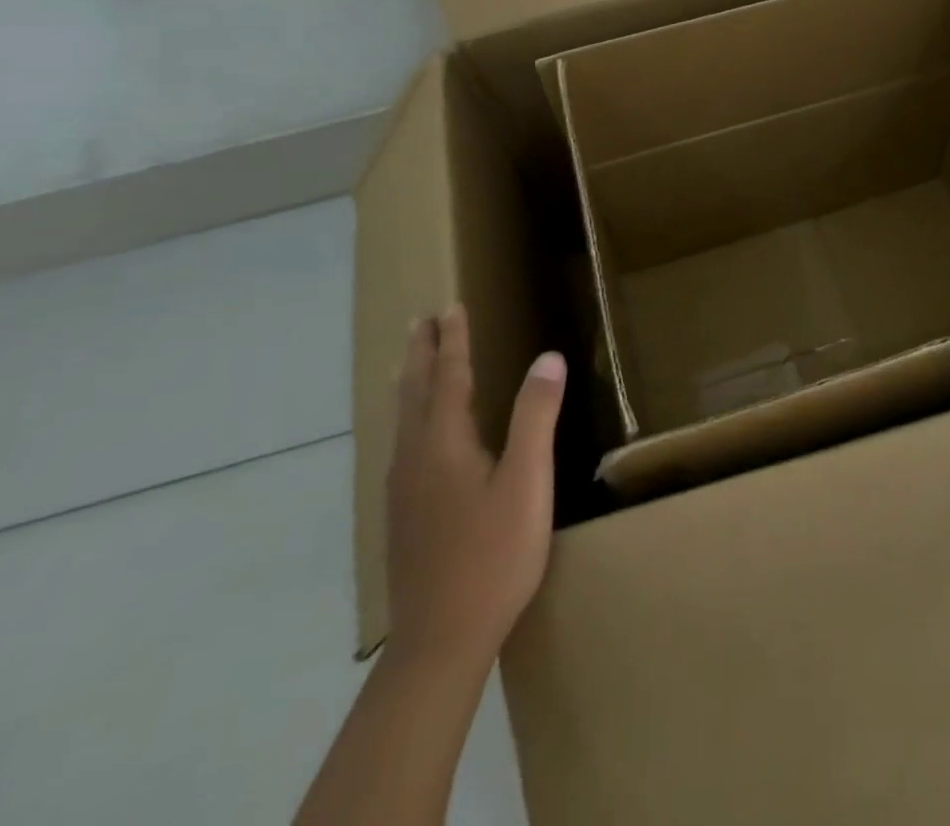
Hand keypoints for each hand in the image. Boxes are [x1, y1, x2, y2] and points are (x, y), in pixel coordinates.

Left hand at [386, 306, 566, 667]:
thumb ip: (535, 417)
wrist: (439, 643)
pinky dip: (408, 415)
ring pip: (403, 420)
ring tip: (411, 363)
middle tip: (420, 321)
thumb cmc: (493, 556)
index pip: (450, 377)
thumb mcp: (527, 482)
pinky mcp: (402, 516)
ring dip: (410, 382)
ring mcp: (403, 490)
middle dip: (421, 353)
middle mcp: (415, 459)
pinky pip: (402, 444)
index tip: (450, 306)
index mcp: (444, 444)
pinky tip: (414, 435)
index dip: (453, 340)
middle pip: (414, 393)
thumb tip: (548, 358)